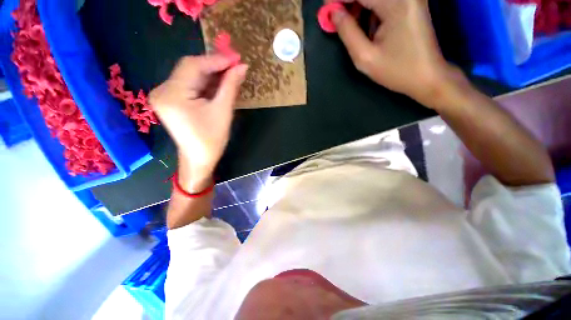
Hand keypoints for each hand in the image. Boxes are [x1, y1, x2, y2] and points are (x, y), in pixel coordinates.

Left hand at [149, 55, 247, 189]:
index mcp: (172, 95)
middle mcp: (163, 91)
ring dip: (211, 74)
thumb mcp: (223, 112)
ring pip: (191, 76)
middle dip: (214, 66)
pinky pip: (190, 85)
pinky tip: (219, 83)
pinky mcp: (171, 100)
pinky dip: (206, 83)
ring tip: (231, 74)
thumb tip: (242, 67)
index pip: (193, 66)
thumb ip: (230, 86)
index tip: (236, 58)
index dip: (216, 60)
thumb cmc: (212, 140)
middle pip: (190, 69)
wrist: (199, 159)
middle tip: (235, 65)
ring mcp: (165, 95)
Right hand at [331, 0, 455, 106]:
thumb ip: (347, 32)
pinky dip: (370, 9)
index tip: (326, 9)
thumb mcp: (365, 57)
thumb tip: (334, 14)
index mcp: (396, 4)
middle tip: (336, 19)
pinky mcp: (412, 2)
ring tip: (350, 25)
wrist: (427, 76)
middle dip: (349, 3)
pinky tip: (367, 25)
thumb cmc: (396, 71)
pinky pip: (383, 1)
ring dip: (359, 7)